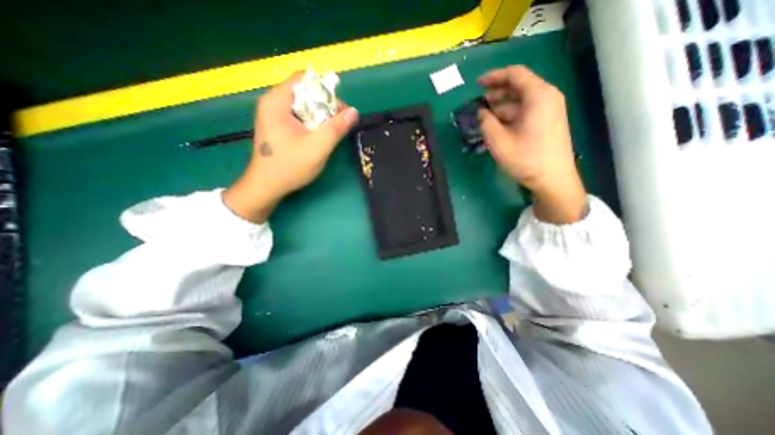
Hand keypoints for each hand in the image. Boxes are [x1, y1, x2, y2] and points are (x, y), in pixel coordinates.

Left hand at [223, 71, 357, 222]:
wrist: (267, 187)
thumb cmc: (289, 166)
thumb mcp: (317, 147)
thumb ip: (336, 128)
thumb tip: (354, 112)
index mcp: (276, 101)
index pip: (304, 79)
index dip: (325, 90)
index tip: (339, 110)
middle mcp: (272, 103)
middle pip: (304, 92)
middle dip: (325, 106)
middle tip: (339, 123)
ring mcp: (274, 116)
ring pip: (303, 106)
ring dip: (320, 116)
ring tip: (331, 131)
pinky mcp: (278, 127)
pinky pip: (299, 117)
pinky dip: (312, 123)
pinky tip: (319, 137)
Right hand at [479, 66, 587, 225]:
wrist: (553, 179)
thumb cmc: (526, 159)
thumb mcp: (499, 141)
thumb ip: (486, 122)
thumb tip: (481, 113)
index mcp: (538, 96)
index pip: (515, 74)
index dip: (494, 76)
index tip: (477, 84)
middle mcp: (547, 97)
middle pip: (519, 86)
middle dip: (496, 93)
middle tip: (478, 103)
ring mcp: (549, 110)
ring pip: (521, 100)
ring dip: (501, 106)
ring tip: (484, 116)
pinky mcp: (547, 122)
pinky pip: (526, 111)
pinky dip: (510, 115)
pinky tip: (497, 125)